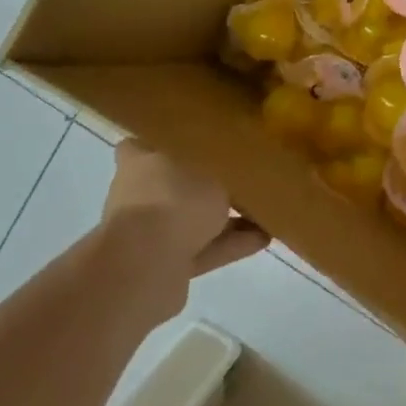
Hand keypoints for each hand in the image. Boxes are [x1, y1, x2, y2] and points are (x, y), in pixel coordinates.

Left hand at [102, 140, 268, 293]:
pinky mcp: (163, 264)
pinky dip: (229, 244)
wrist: (147, 266)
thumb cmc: (176, 199)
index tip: (201, 138)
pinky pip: (202, 248)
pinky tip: (264, 237)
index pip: (147, 143)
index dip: (171, 140)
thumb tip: (237, 161)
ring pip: (193, 219)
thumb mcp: (215, 167)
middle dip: (210, 184)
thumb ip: (226, 164)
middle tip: (247, 178)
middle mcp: (140, 195)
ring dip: (227, 218)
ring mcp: (149, 232)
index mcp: (141, 161)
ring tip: (265, 211)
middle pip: (177, 184)